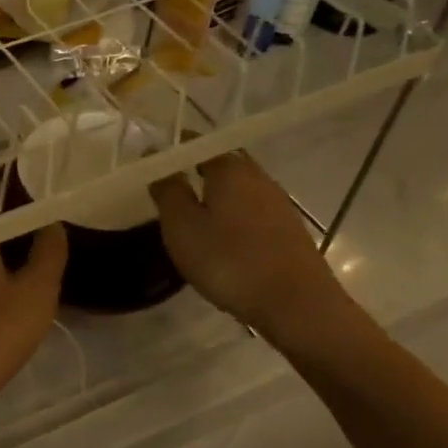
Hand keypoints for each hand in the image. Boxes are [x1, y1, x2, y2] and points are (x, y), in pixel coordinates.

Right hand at [151, 152, 356, 351]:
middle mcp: (258, 177)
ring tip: (190, 219)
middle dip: (194, 172)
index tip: (152, 164)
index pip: (198, 144)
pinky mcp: (287, 230)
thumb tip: (156, 158)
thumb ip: (167, 190)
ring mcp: (278, 203)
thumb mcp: (182, 226)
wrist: (295, 303)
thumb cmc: (229, 260)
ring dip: (214, 198)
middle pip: (222, 165)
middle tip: (166, 193)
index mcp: (230, 169)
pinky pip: (250, 212)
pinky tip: (220, 241)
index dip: (174, 150)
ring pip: (238, 190)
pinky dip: (231, 218)